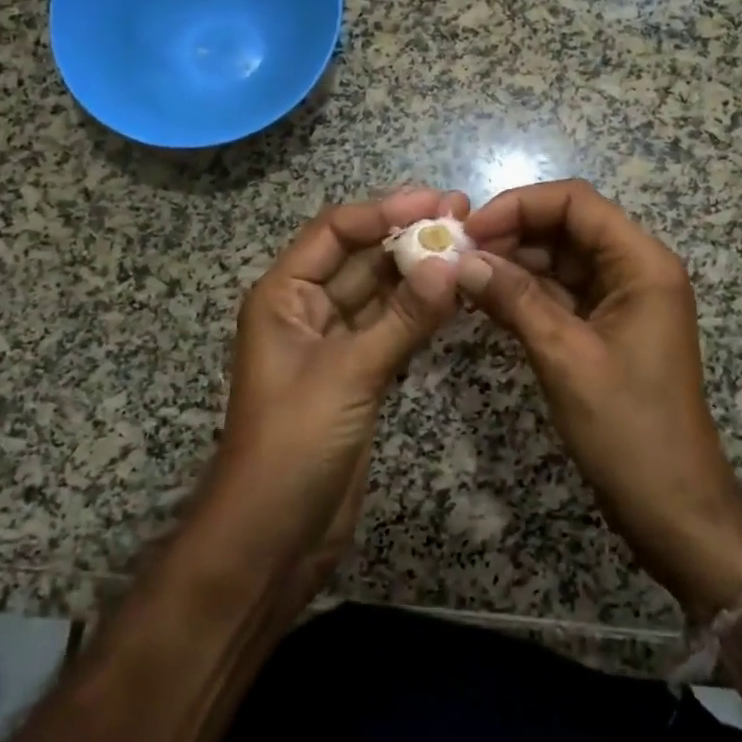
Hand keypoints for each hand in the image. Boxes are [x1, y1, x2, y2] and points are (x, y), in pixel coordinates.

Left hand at [197, 187, 465, 602]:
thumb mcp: (348, 374)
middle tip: (464, 216)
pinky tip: (457, 295)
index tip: (437, 202)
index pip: (335, 231)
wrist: (272, 540)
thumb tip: (451, 263)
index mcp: (284, 295)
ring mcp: (335, 343)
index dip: (384, 211)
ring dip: (420, 271)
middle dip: (408, 235)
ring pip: (381, 292)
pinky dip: (422, 311)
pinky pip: (392, 327)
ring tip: (469, 246)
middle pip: (361, 257)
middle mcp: (307, 309)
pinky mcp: (358, 374)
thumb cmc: (293, 444)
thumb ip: (402, 318)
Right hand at [460, 179, 741, 616]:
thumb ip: (514, 299)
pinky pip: (560, 293)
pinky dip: (524, 292)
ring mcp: (621, 299)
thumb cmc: (629, 429)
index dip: (519, 205)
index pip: (576, 202)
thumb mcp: (565, 356)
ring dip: (513, 262)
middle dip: (511, 232)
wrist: (673, 508)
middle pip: (567, 225)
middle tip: (456, 253)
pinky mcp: (605, 327)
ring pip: (560, 259)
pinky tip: (484, 299)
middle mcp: (635, 269)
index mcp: (642, 263)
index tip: (470, 230)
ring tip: (461, 275)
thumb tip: (462, 260)